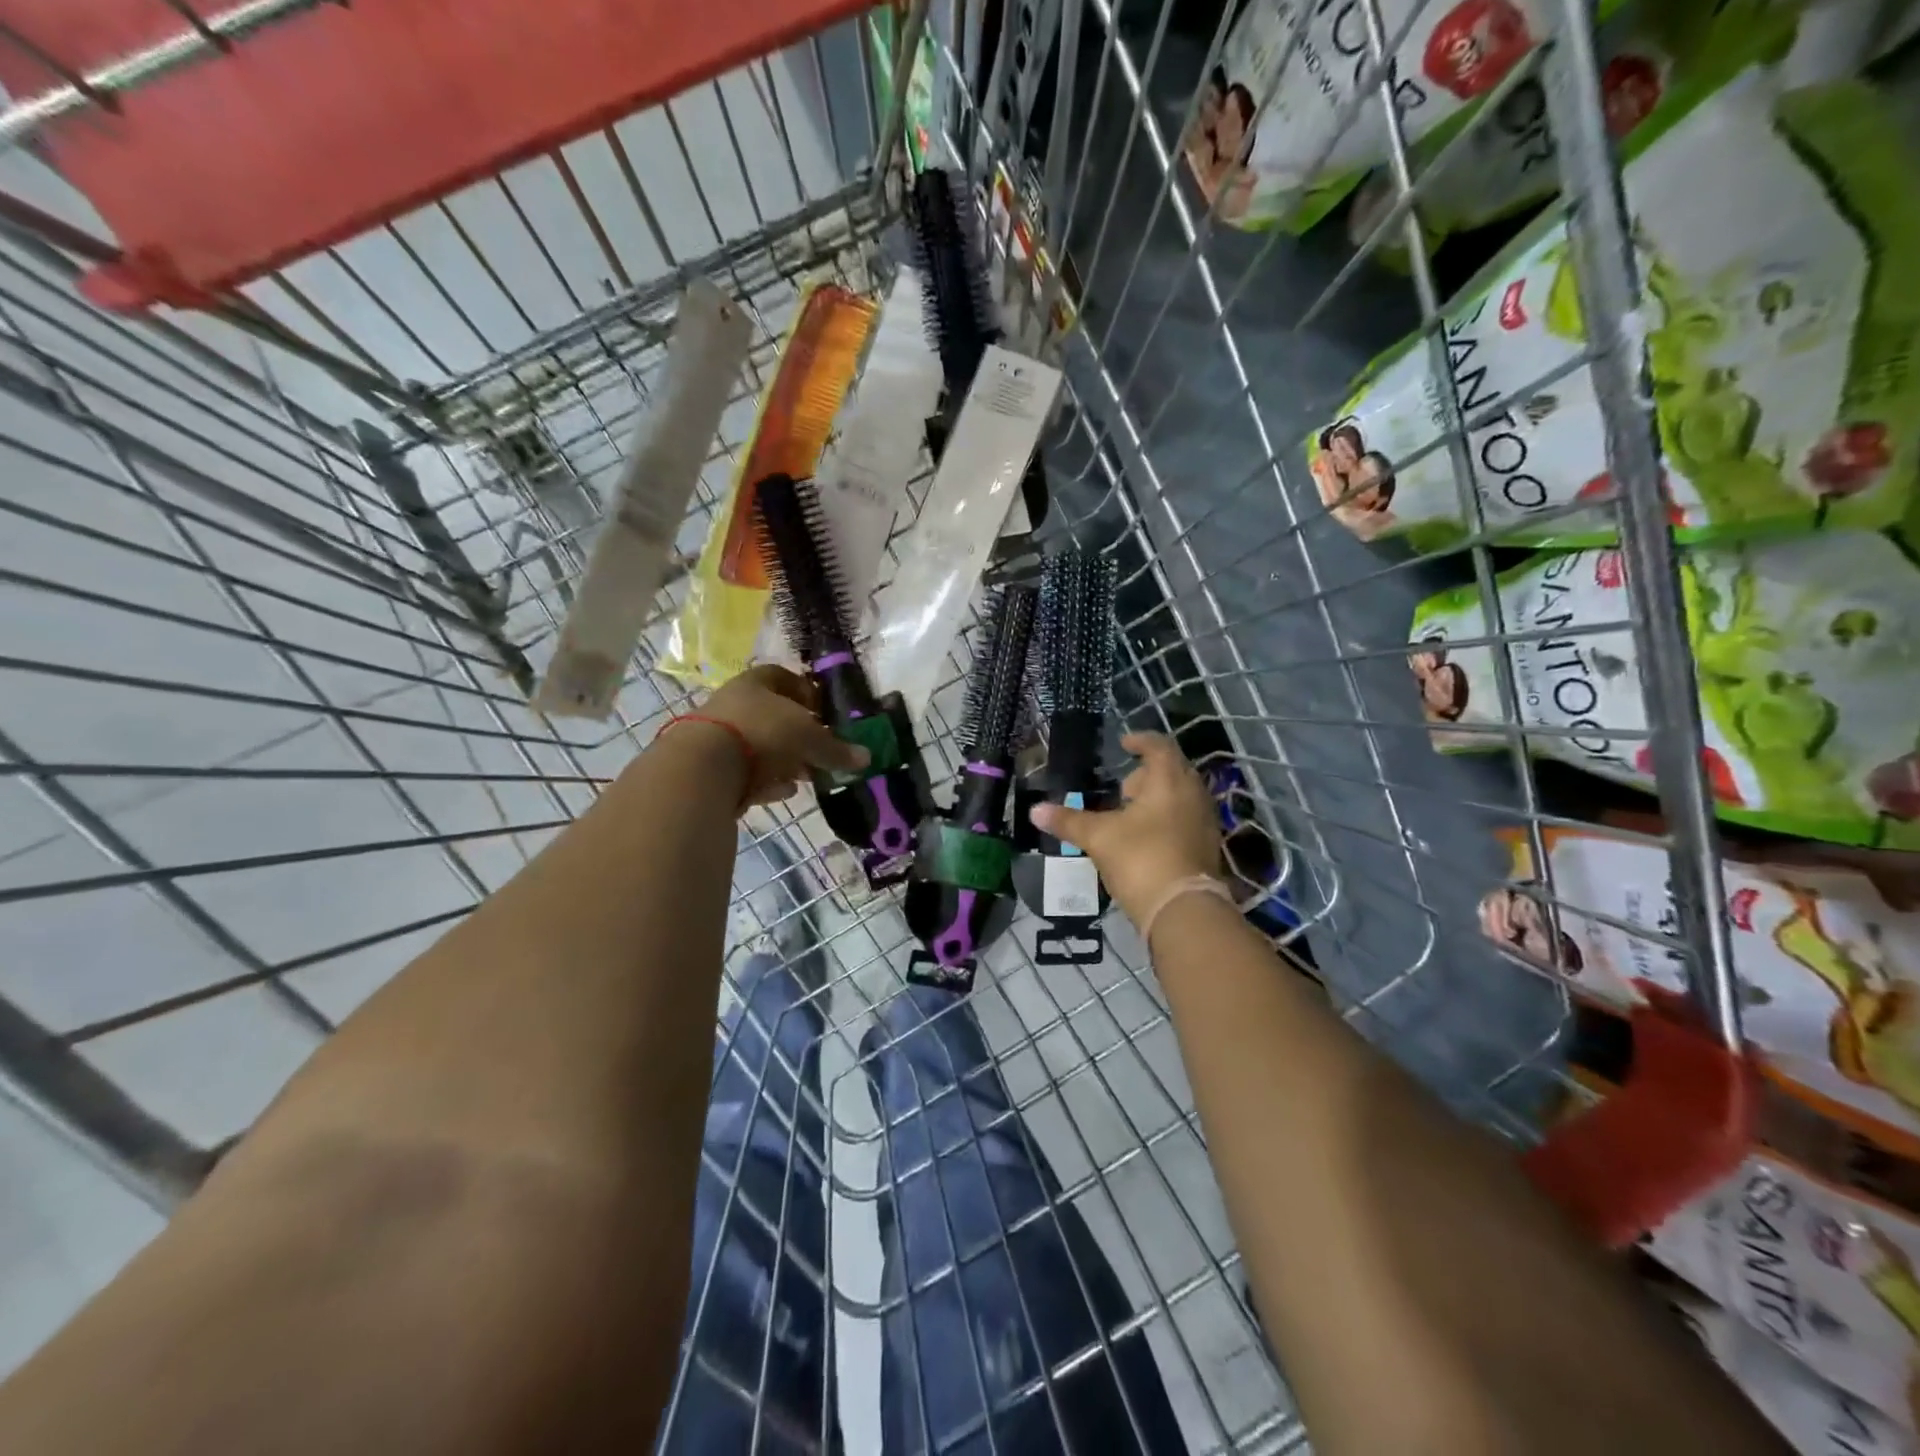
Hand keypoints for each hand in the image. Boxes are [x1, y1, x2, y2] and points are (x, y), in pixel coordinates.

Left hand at [687, 665, 868, 807]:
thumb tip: (866, 757)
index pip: (783, 677)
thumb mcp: (809, 739)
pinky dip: (766, 780)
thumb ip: (836, 749)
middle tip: (820, 751)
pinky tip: (783, 792)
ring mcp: (718, 736)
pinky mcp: (710, 768)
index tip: (824, 712)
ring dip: (783, 760)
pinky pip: (746, 772)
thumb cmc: (762, 734)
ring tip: (806, 775)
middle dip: (799, 734)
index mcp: (755, 683)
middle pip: (772, 715)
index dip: (806, 692)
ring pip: (759, 745)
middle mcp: (733, 703)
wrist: (703, 769)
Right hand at [1030, 732, 1222, 925]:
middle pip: (1173, 771)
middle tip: (1123, 786)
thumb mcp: (1098, 837)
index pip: (1159, 746)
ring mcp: (1205, 821)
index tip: (1124, 743)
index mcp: (1169, 780)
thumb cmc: (1140, 859)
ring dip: (1158, 798)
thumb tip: (1035, 811)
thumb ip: (1068, 821)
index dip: (1140, 740)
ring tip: (1130, 813)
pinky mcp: (1207, 847)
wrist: (1182, 909)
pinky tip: (1145, 838)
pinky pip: (1186, 819)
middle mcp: (1193, 794)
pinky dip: (1167, 819)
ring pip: (1181, 797)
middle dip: (1147, 774)